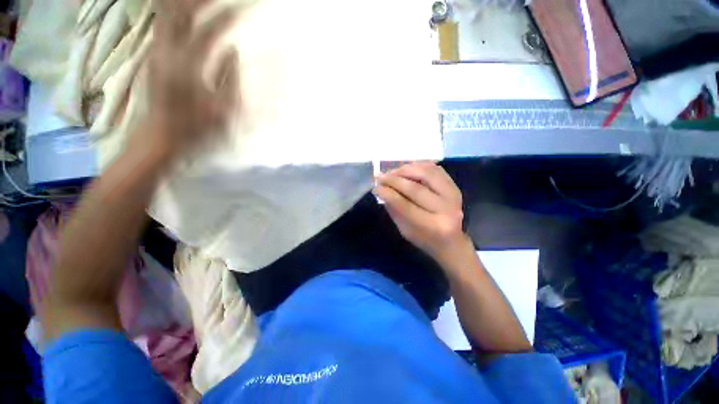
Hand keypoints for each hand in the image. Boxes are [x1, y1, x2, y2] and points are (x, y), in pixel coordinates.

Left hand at [139, 0, 239, 160]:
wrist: (161, 139)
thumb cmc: (196, 129)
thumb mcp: (223, 110)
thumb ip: (229, 79)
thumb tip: (233, 51)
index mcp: (188, 67)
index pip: (210, 32)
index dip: (227, 18)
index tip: (242, 9)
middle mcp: (168, 53)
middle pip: (181, 14)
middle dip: (199, 0)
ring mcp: (158, 53)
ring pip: (167, 16)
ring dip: (181, 3)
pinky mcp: (154, 58)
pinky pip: (162, 26)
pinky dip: (170, 13)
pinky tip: (178, 10)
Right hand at [375, 162, 468, 264]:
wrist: (451, 241)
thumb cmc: (424, 239)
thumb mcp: (405, 230)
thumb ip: (394, 209)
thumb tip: (381, 189)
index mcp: (432, 226)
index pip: (405, 205)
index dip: (388, 194)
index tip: (376, 187)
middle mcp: (446, 209)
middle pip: (416, 188)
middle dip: (394, 180)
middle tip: (380, 177)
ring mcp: (453, 196)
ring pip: (427, 173)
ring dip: (406, 169)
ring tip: (392, 172)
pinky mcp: (455, 187)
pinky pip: (435, 169)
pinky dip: (419, 165)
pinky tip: (407, 168)